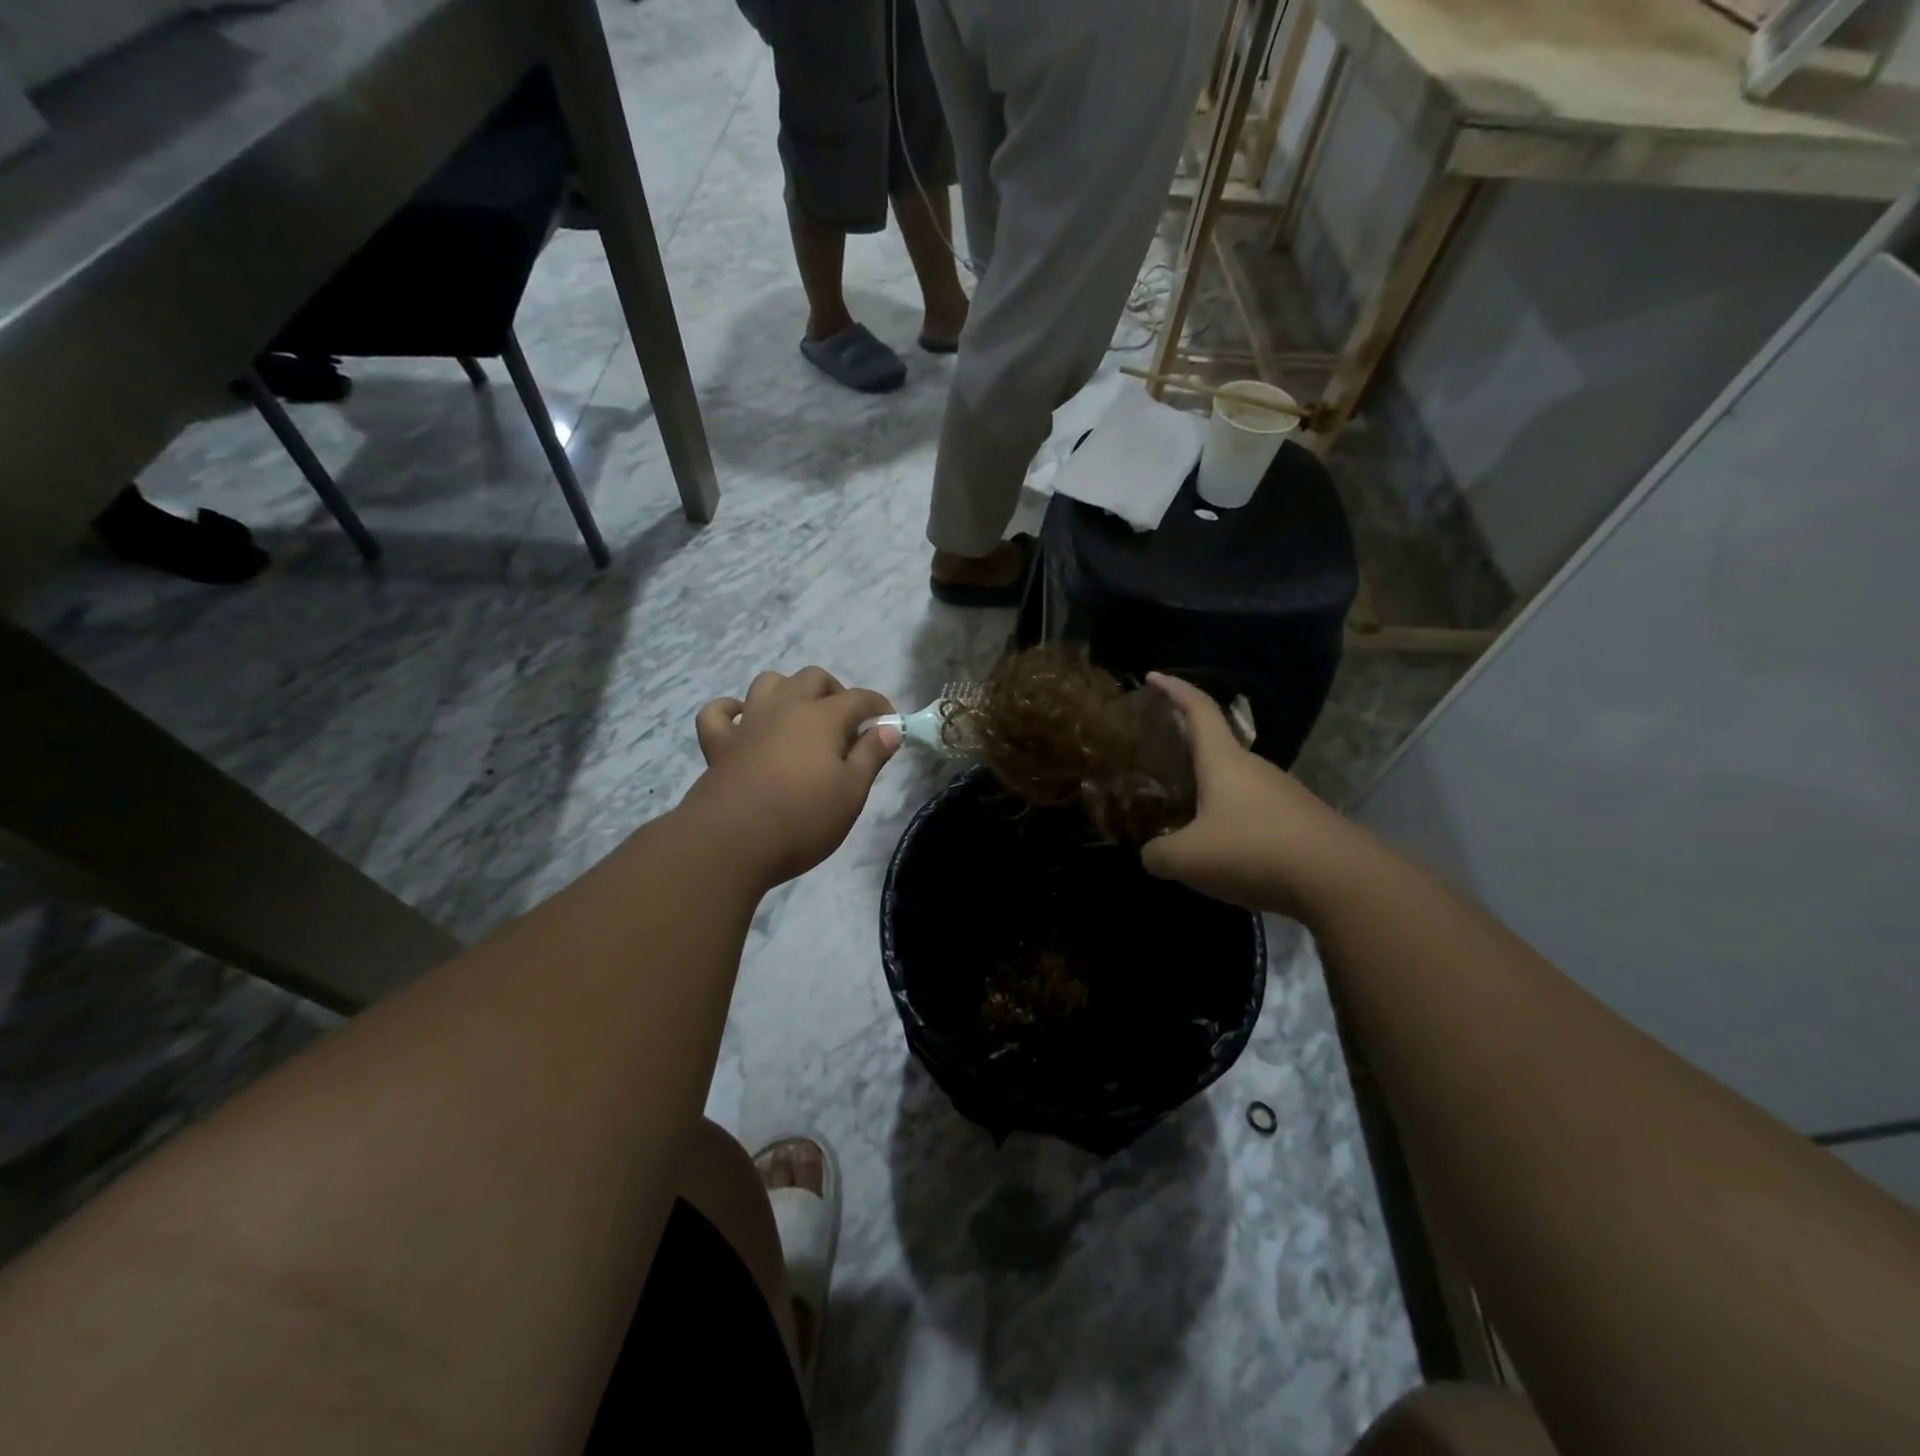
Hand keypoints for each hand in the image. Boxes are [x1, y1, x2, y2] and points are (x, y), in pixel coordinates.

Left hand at [683, 667, 900, 889]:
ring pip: (768, 683)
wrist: (732, 842)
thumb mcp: (852, 792)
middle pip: (813, 678)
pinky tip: (742, 721)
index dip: (879, 707)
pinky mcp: (719, 744)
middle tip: (845, 725)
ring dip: (787, 691)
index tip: (889, 724)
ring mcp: (749, 723)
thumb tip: (889, 728)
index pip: (859, 698)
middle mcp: (785, 707)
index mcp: (823, 717)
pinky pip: (718, 713)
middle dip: (835, 692)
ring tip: (799, 718)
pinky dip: (730, 711)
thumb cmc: (803, 818)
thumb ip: (871, 755)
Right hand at [1139, 673, 1358, 917]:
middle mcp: (1254, 768)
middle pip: (1217, 744)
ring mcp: (1282, 794)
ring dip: (1209, 786)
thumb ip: (1157, 853)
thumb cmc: (1253, 851)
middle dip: (1187, 741)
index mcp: (1224, 761)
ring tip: (1183, 806)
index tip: (1153, 677)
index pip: (1198, 709)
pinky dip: (1230, 818)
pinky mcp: (1300, 823)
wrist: (1341, 881)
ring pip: (1236, 781)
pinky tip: (1221, 846)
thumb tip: (1151, 854)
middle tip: (1159, 750)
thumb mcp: (1187, 859)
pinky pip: (1254, 811)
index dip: (1174, 689)